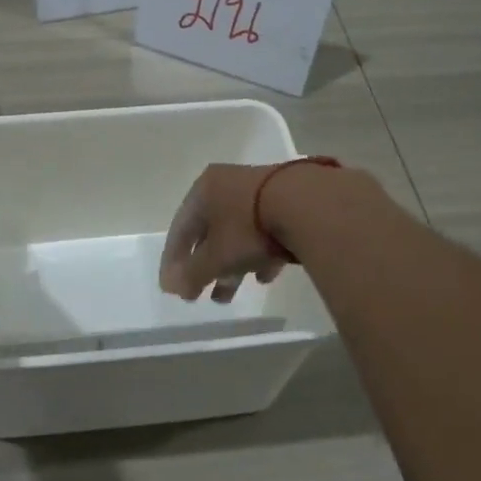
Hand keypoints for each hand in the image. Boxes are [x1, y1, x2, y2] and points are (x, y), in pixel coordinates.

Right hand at [159, 163, 288, 303]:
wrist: (309, 206)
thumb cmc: (249, 228)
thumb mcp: (215, 257)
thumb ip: (191, 274)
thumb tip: (170, 286)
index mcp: (204, 189)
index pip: (180, 228)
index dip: (173, 261)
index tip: (172, 287)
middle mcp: (229, 185)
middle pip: (209, 232)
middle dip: (204, 267)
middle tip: (200, 295)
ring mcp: (261, 191)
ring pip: (237, 234)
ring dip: (230, 266)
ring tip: (229, 295)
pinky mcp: (290, 202)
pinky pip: (265, 232)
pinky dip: (259, 255)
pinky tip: (264, 277)